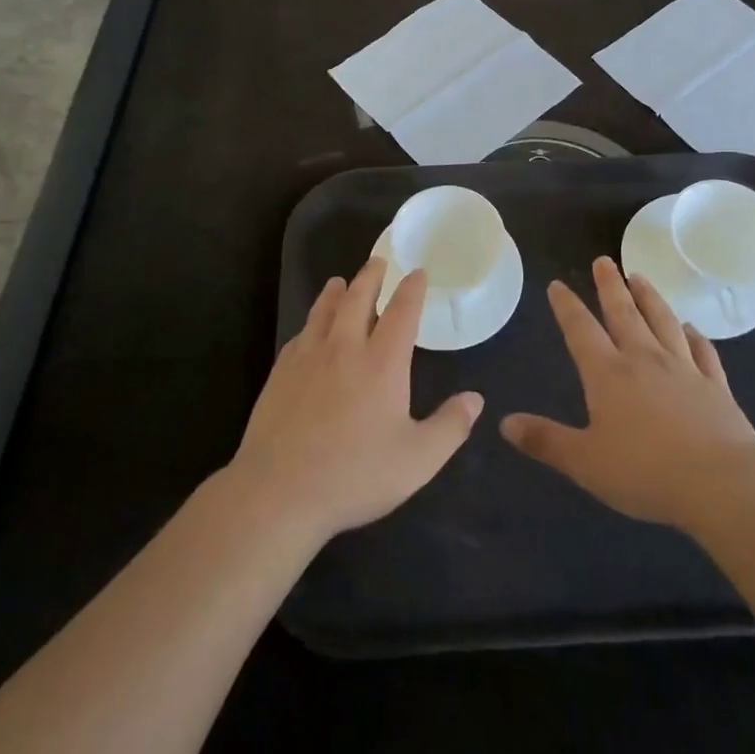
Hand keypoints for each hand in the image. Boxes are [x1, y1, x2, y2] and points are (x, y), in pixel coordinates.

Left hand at [225, 259, 482, 546]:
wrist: (278, 492)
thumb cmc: (354, 475)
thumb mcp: (417, 460)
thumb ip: (450, 427)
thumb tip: (475, 399)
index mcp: (382, 363)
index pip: (402, 312)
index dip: (412, 289)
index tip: (417, 273)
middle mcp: (345, 348)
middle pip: (358, 299)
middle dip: (371, 277)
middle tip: (378, 261)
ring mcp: (308, 358)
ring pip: (323, 311)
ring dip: (335, 292)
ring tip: (339, 282)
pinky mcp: (280, 374)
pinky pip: (300, 336)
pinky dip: (310, 323)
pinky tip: (309, 329)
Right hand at [501, 256, 754, 529]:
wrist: (721, 484)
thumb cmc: (645, 473)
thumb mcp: (585, 462)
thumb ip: (546, 440)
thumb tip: (505, 423)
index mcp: (608, 374)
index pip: (581, 330)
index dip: (567, 306)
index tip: (558, 284)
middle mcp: (645, 360)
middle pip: (624, 313)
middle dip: (610, 285)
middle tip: (604, 260)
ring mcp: (684, 369)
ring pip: (663, 321)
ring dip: (650, 297)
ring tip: (640, 277)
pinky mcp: (715, 386)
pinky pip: (703, 351)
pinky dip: (695, 335)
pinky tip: (691, 327)